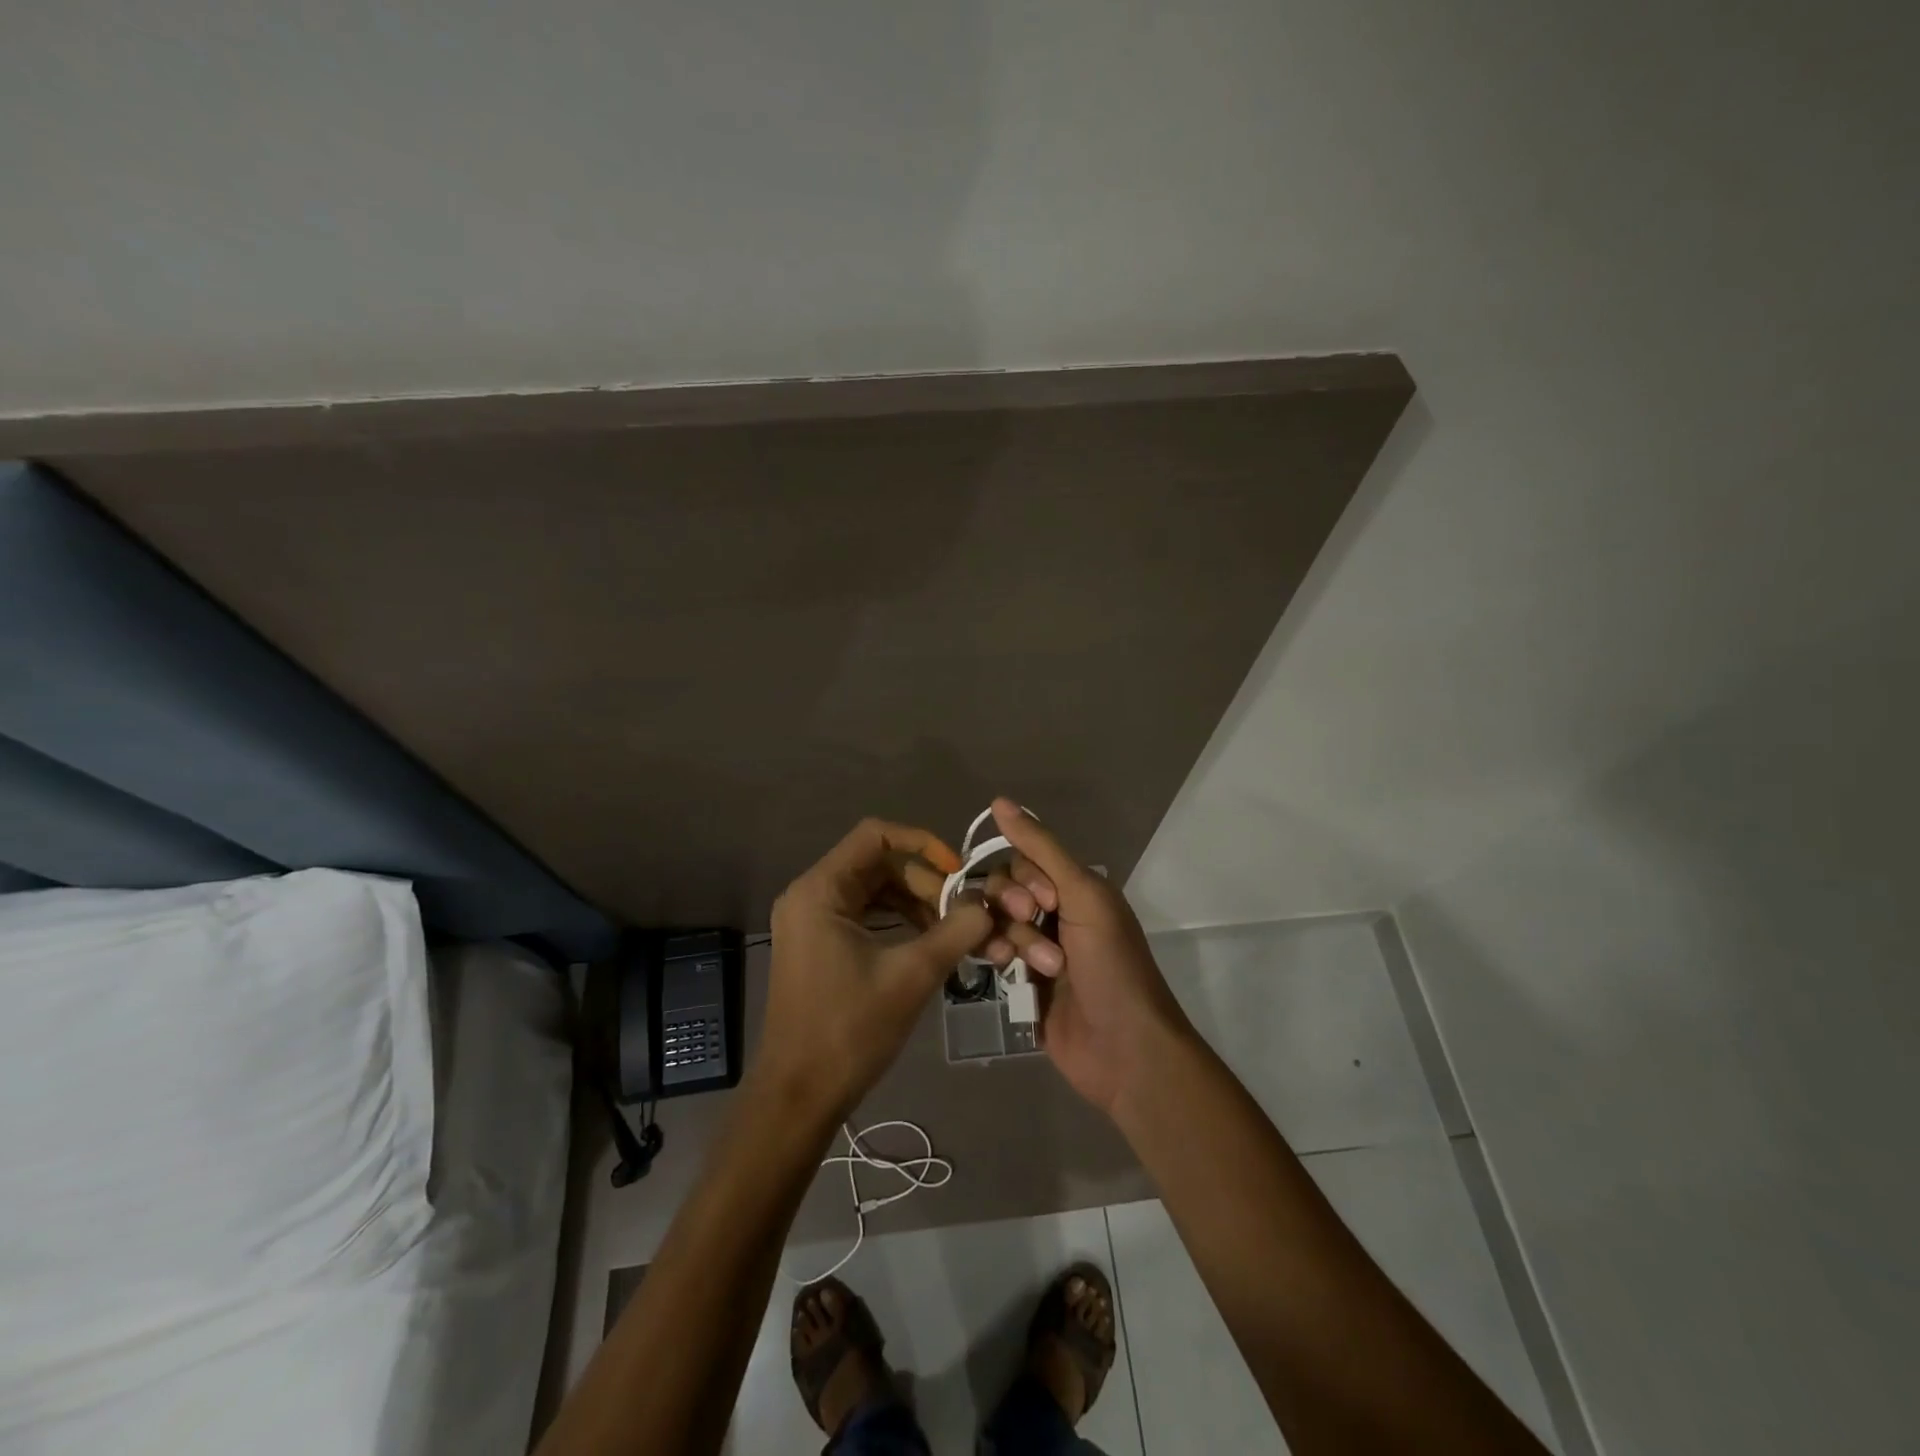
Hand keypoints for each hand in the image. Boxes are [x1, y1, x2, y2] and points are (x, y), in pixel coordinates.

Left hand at [757, 818, 993, 1123]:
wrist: (798, 1096)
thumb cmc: (849, 1030)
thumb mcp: (912, 975)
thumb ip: (956, 932)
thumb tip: (990, 904)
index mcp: (820, 890)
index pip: (875, 835)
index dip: (922, 843)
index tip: (958, 871)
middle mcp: (810, 895)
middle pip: (878, 864)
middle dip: (925, 884)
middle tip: (963, 915)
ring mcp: (811, 921)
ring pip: (874, 891)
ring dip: (915, 904)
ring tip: (952, 932)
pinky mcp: (818, 945)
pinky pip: (864, 915)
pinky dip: (897, 923)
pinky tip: (928, 945)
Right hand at [979, 798, 1192, 1116]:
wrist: (1124, 1049)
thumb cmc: (1112, 966)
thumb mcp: (1083, 897)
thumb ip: (1041, 849)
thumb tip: (999, 801)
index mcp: (1076, 888)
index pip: (1023, 861)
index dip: (1023, 878)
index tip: (1042, 902)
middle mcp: (1054, 913)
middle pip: (1003, 890)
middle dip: (1013, 909)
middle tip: (1033, 927)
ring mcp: (1035, 949)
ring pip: (995, 922)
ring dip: (1011, 940)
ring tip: (1036, 967)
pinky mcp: (1020, 983)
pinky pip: (991, 954)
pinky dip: (994, 957)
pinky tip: (1003, 972)